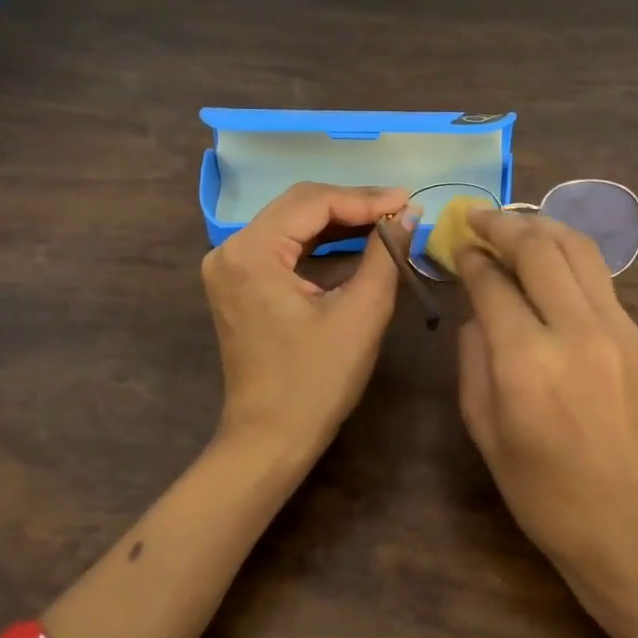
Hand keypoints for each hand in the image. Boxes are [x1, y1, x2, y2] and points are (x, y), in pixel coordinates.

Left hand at [202, 181, 414, 459]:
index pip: (313, 202)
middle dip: (352, 205)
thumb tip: (408, 214)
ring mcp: (230, 265)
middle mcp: (230, 249)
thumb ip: (385, 255)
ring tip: (387, 221)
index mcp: (251, 252)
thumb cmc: (316, 381)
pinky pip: (283, 246)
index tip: (408, 199)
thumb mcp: (361, 313)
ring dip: (338, 221)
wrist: (269, 439)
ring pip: (291, 223)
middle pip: (298, 206)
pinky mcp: (238, 281)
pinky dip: (320, 243)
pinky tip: (356, 242)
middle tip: (400, 208)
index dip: (365, 198)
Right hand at [455, 210, 637, 600]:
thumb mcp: (484, 430)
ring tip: (514, 226)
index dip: (469, 257)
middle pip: (538, 247)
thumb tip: (478, 310)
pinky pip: (600, 279)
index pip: (492, 282)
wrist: (635, 529)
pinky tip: (550, 265)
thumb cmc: (544, 494)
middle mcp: (575, 331)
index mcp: (526, 362)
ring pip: (578, 249)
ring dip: (541, 227)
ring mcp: (618, 330)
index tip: (456, 246)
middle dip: (501, 224)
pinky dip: (568, 258)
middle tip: (477, 219)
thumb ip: (473, 358)